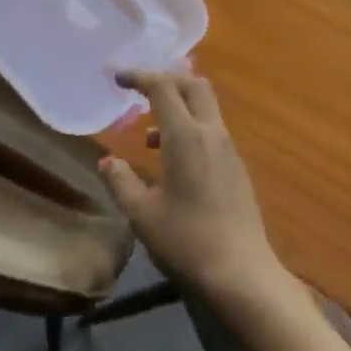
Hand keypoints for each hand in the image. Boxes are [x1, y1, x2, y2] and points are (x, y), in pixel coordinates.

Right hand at [100, 71, 286, 305]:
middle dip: (166, 80)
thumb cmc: (187, 241)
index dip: (139, 76)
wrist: (241, 274)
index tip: (119, 77)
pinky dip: (191, 127)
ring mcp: (227, 147)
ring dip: (179, 106)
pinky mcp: (237, 166)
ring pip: (205, 105)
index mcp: (185, 135)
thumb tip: (108, 161)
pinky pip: (212, 128)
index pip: (162, 86)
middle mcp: (210, 131)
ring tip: (150, 136)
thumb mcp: (143, 215)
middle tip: (141, 92)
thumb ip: (122, 182)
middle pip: (192, 84)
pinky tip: (176, 161)